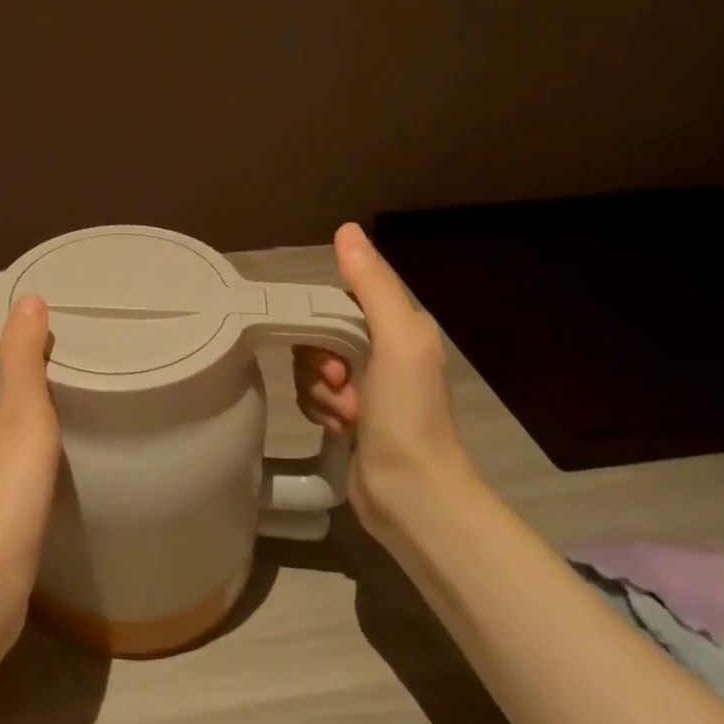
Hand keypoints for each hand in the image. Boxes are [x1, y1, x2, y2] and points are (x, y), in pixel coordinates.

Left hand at [0, 297, 63, 638]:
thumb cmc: (2, 493)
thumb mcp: (22, 414)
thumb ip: (24, 356)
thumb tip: (27, 299)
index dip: (1, 322)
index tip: (43, 311)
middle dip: (16, 356)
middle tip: (67, 344)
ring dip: (20, 395)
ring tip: (65, 383)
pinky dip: (21, 432)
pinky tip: (50, 441)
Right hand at [294, 223, 472, 536]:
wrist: (412, 495)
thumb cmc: (409, 413)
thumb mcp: (397, 339)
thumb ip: (372, 284)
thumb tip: (347, 229)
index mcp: (400, 327)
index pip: (341, 299)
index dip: (324, 319)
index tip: (332, 350)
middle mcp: (382, 351)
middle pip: (320, 333)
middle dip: (320, 361)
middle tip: (342, 385)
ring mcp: (365, 387)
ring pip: (311, 366)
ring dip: (319, 391)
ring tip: (346, 416)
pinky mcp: (348, 417)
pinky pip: (311, 396)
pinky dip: (319, 411)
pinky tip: (340, 430)